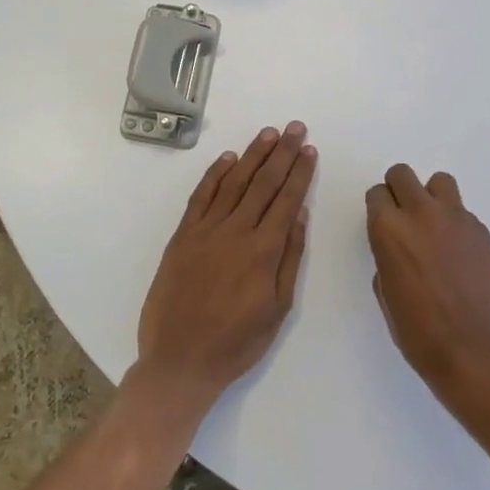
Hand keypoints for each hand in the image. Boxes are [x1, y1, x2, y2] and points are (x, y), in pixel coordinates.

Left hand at [136, 122, 316, 411]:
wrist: (180, 361)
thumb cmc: (237, 342)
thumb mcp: (278, 309)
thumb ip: (290, 259)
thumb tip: (299, 216)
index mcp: (263, 250)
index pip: (287, 199)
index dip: (300, 172)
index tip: (310, 150)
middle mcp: (236, 232)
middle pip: (263, 183)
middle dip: (282, 153)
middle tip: (295, 128)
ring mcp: (205, 231)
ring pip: (234, 182)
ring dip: (253, 155)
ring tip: (269, 134)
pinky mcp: (182, 236)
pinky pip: (200, 196)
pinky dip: (215, 174)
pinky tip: (228, 158)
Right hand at [365, 164, 489, 394]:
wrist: (473, 349)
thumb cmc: (419, 331)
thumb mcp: (386, 293)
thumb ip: (388, 258)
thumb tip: (398, 250)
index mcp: (388, 229)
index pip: (376, 194)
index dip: (378, 208)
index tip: (383, 225)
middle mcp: (420, 213)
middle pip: (403, 175)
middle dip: (399, 190)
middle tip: (405, 217)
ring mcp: (455, 218)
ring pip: (439, 182)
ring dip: (431, 197)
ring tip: (435, 226)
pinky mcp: (481, 230)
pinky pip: (462, 212)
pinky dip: (456, 224)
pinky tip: (458, 254)